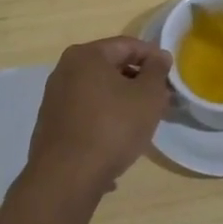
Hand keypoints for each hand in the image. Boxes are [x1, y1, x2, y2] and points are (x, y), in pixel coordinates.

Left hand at [27, 37, 173, 199]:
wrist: (66, 178)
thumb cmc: (112, 128)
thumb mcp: (147, 96)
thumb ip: (157, 71)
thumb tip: (159, 56)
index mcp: (86, 55)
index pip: (128, 45)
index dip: (153, 57)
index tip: (171, 75)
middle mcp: (64, 71)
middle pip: (111, 69)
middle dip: (138, 83)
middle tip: (160, 101)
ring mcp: (55, 99)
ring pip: (98, 94)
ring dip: (122, 104)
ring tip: (142, 125)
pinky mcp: (51, 126)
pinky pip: (86, 116)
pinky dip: (104, 122)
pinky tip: (117, 145)